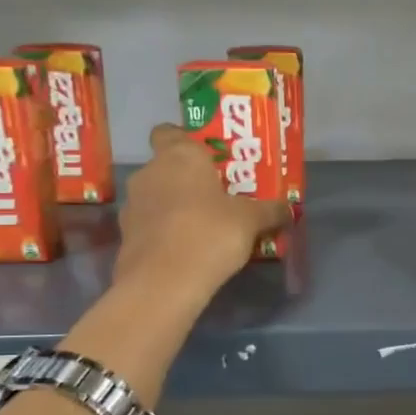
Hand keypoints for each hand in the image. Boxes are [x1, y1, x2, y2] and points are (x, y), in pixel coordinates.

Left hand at [114, 125, 291, 301]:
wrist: (163, 283)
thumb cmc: (210, 233)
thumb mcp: (251, 221)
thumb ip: (270, 211)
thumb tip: (289, 209)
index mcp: (178, 156)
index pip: (168, 131)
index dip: (185, 140)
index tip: (207, 157)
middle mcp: (149, 173)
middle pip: (167, 167)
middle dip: (188, 179)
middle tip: (218, 196)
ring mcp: (133, 206)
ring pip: (157, 197)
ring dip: (175, 207)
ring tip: (204, 227)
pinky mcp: (126, 237)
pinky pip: (151, 226)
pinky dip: (165, 233)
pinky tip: (188, 250)